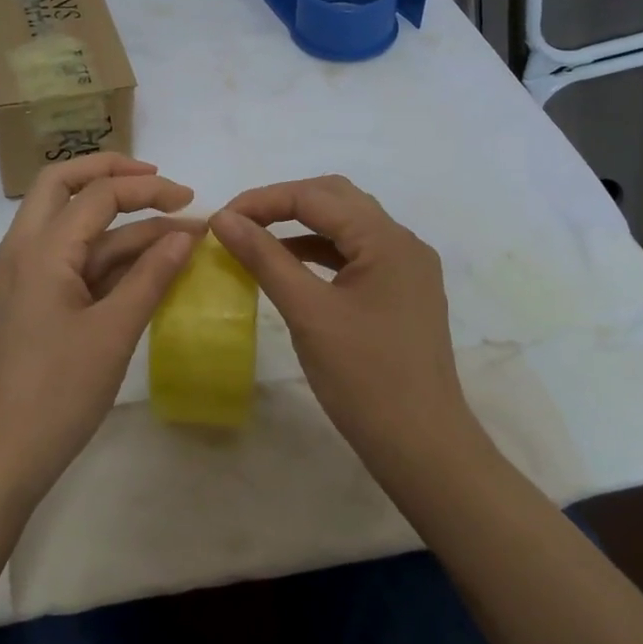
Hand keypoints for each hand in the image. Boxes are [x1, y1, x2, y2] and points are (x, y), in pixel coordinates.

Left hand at [0, 154, 197, 506]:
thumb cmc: (55, 395)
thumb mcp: (113, 333)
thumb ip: (151, 277)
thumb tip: (185, 234)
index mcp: (38, 250)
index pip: (98, 195)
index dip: (149, 190)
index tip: (192, 201)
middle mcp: (18, 252)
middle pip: (61, 185)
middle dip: (110, 174)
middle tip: (156, 182)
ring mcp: (13, 279)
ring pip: (63, 228)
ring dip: (112, 225)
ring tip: (166, 236)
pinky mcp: (17, 305)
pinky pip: (59, 262)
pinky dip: (96, 256)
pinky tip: (133, 271)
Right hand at [210, 175, 496, 487]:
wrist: (422, 447)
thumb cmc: (364, 378)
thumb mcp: (307, 312)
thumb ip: (264, 258)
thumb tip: (223, 218)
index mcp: (387, 240)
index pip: (316, 196)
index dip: (263, 201)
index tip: (220, 219)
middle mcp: (402, 242)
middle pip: (335, 199)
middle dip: (283, 203)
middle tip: (238, 222)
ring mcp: (406, 268)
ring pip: (346, 225)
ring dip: (300, 225)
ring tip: (255, 239)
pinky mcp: (401, 292)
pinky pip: (354, 254)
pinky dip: (318, 251)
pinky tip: (287, 265)